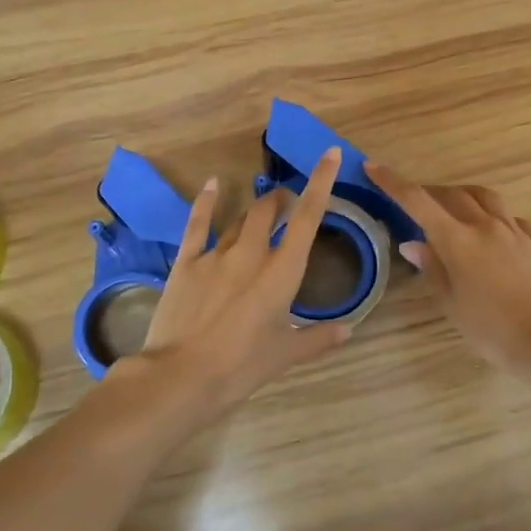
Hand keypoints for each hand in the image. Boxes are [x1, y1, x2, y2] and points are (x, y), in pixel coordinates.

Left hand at [137, 147, 350, 413]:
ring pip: (240, 218)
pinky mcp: (187, 263)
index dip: (321, 183)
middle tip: (289, 202)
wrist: (182, 376)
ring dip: (255, 207)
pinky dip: (207, 203)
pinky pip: (198, 225)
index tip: (329, 154)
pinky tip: (212, 185)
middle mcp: (252, 254)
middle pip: (270, 210)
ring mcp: (216, 255)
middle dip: (282, 199)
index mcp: (282, 272)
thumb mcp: (286, 355)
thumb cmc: (242, 367)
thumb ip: (319, 338)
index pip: (308, 218)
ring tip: (263, 205)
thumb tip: (348, 330)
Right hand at [365, 164, 530, 370]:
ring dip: (464, 196)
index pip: (418, 202)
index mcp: (458, 241)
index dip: (393, 182)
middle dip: (431, 192)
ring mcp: (515, 231)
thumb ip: (433, 269)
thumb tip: (412, 244)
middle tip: (417, 202)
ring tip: (455, 208)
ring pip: (486, 198)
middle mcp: (486, 226)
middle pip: (453, 194)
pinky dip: (494, 216)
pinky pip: (511, 218)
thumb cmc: (492, 329)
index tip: (374, 167)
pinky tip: (493, 232)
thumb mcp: (452, 304)